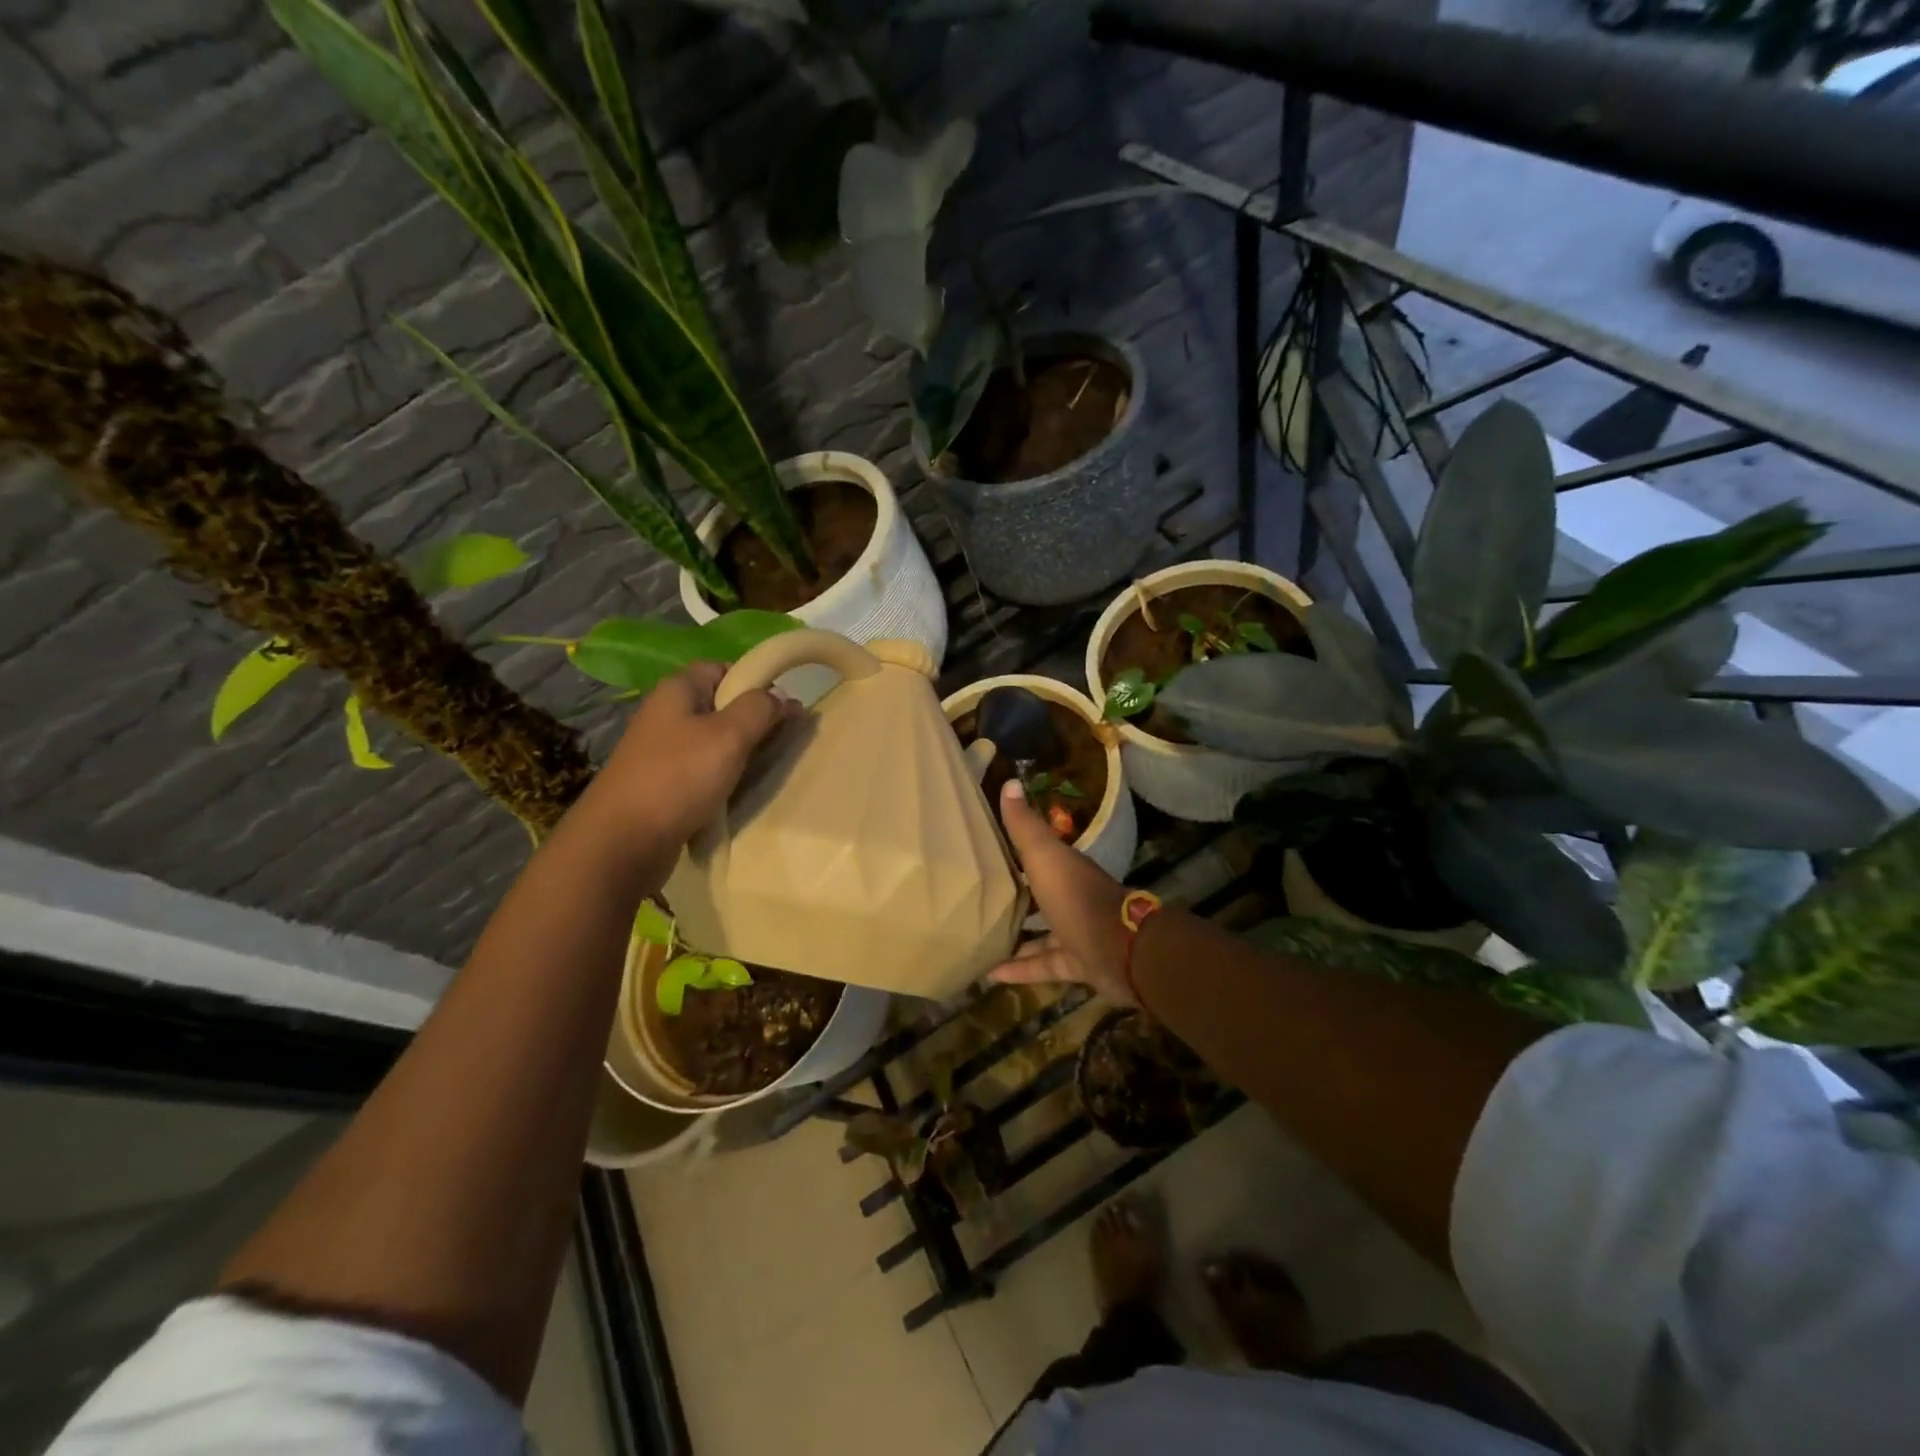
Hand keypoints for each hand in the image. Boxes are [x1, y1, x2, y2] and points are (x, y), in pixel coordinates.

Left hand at [579, 662, 797, 876]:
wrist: (624, 841)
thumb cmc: (678, 777)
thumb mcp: (729, 735)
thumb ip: (760, 708)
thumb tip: (782, 697)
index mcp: (677, 690)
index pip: (722, 668)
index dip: (755, 681)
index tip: (784, 706)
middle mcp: (667, 715)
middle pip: (720, 706)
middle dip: (754, 721)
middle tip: (785, 741)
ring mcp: (662, 752)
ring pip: (713, 742)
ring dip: (741, 754)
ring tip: (767, 769)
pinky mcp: (663, 785)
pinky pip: (703, 772)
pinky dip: (724, 779)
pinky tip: (739, 793)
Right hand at [989, 780, 1137, 1004]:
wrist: (1120, 950)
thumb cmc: (1077, 897)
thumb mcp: (1045, 857)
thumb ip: (1025, 826)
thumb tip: (1010, 782)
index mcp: (1067, 869)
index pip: (1041, 855)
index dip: (1017, 851)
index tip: (988, 849)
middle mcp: (1072, 899)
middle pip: (1040, 895)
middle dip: (1016, 896)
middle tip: (979, 897)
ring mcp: (1076, 933)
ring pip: (1041, 934)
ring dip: (1015, 937)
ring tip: (979, 938)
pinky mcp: (1076, 964)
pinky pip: (1042, 965)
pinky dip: (1019, 970)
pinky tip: (990, 973)